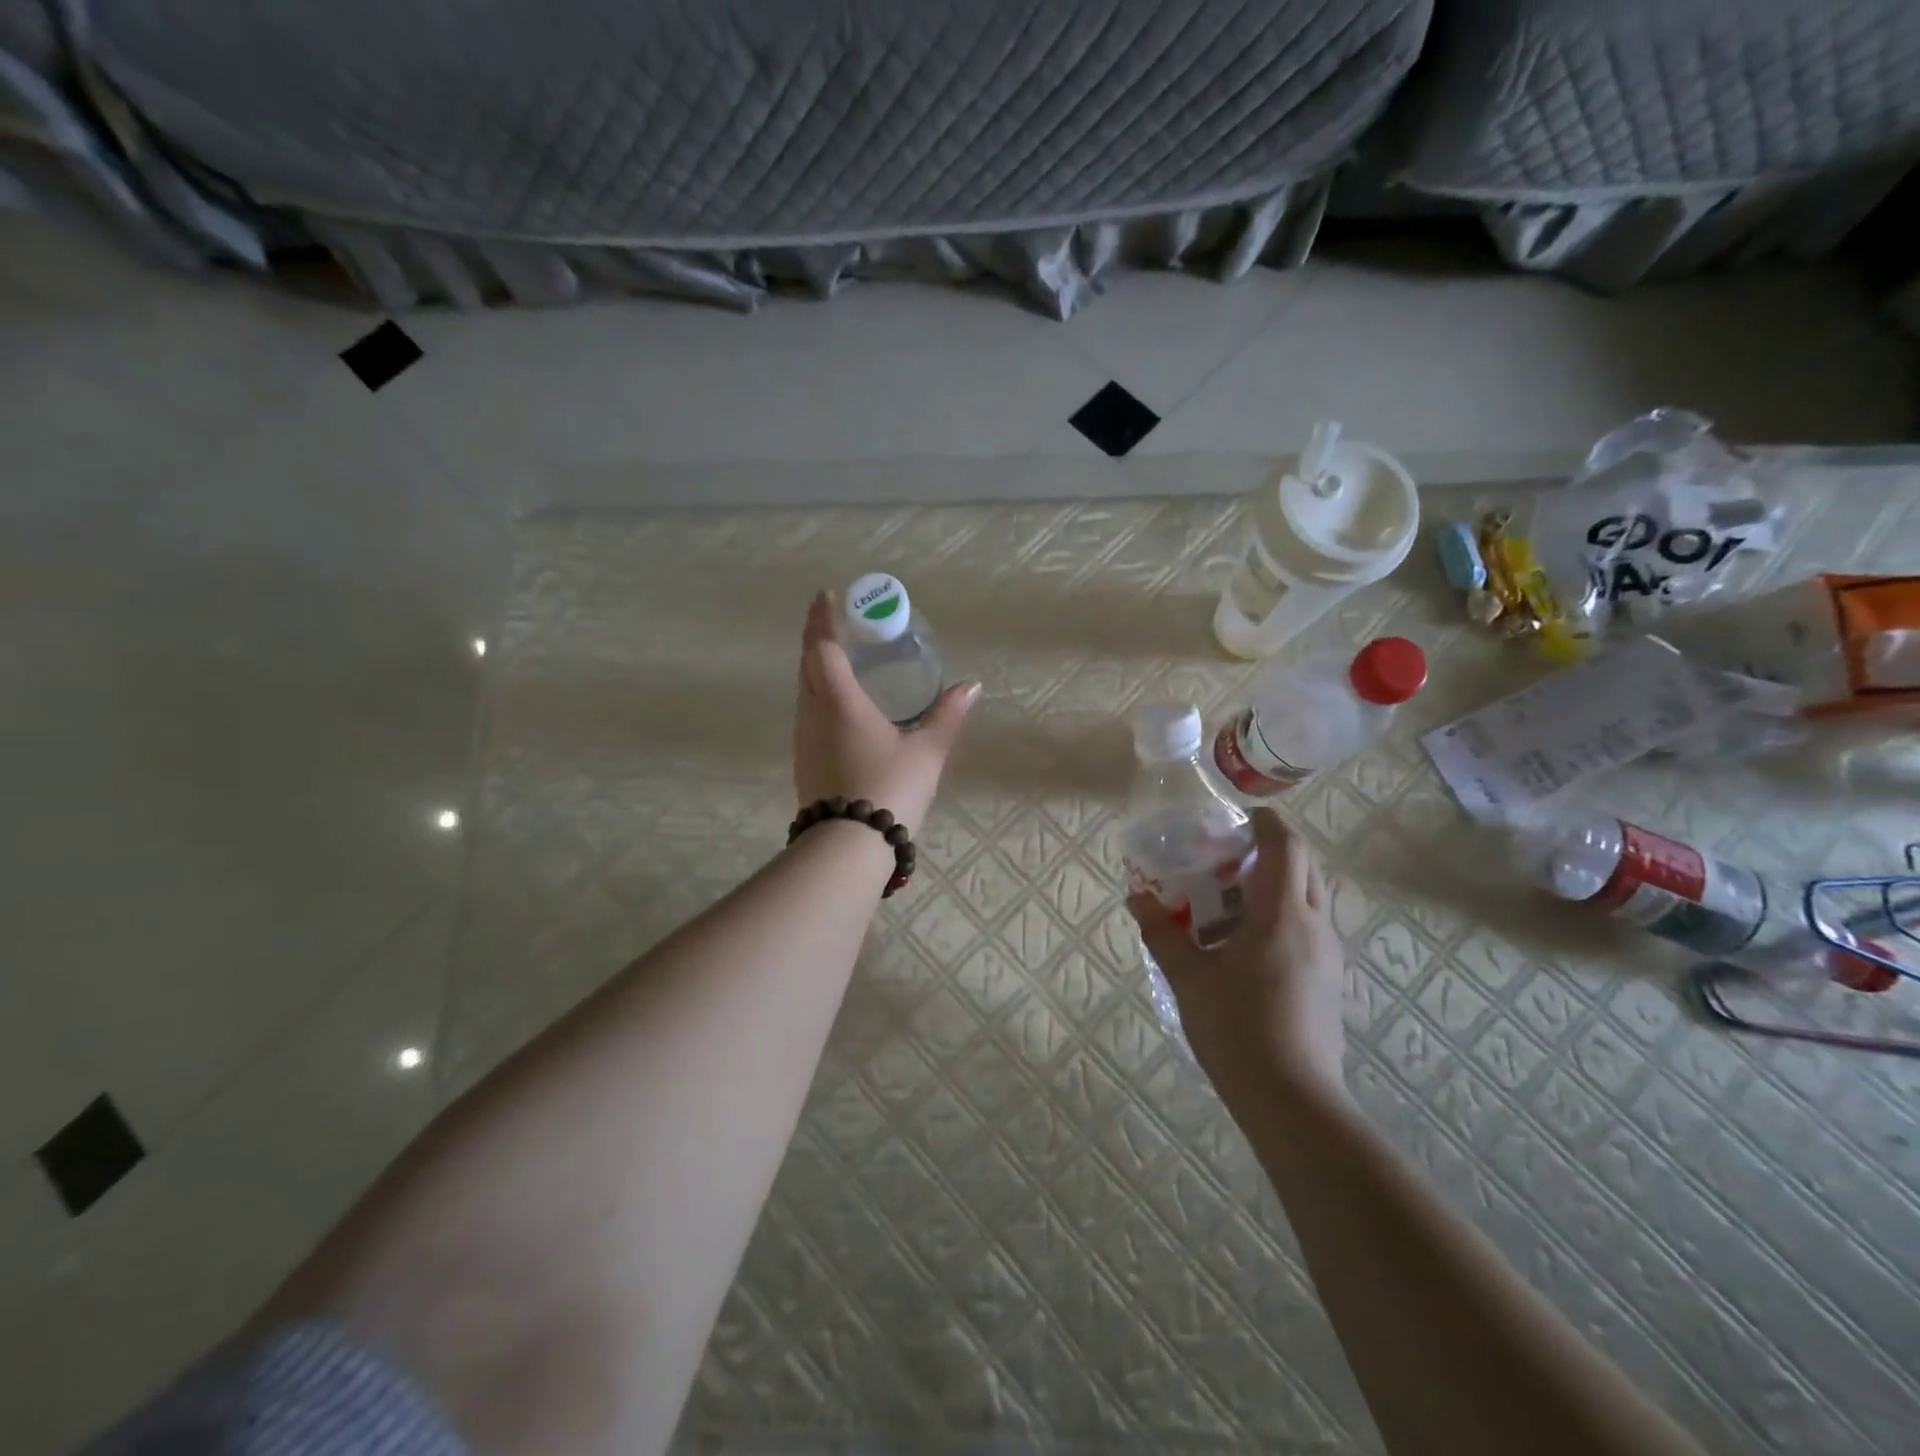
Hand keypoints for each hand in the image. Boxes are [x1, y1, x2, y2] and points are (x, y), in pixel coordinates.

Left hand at [793, 589, 978, 836]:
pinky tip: (838, 705)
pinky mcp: (803, 762)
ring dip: (815, 667)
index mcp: (840, 702)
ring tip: (838, 658)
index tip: (827, 595)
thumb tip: (972, 686)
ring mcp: (804, 739)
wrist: (849, 848)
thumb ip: (947, 716)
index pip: (823, 647)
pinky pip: (807, 713)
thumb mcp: (927, 752)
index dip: (824, 619)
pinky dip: (818, 694)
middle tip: (835, 621)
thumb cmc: (890, 790)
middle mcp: (814, 714)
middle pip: (807, 664)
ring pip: (804, 690)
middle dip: (817, 637)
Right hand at [1129, 808, 1346, 1106]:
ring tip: (1228, 906)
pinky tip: (1245, 949)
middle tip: (1225, 861)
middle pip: (1303, 867)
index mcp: (1282, 913)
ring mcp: (1328, 955)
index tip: (1236, 819)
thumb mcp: (1188, 977)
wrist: (1293, 1101)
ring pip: (1308, 899)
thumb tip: (1137, 896)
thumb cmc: (1237, 1029)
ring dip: (1274, 888)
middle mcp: (1315, 925)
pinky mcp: (1329, 981)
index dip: (1265, 822)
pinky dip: (1280, 918)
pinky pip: (1308, 928)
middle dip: (1268, 853)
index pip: (1286, 845)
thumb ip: (1161, 932)